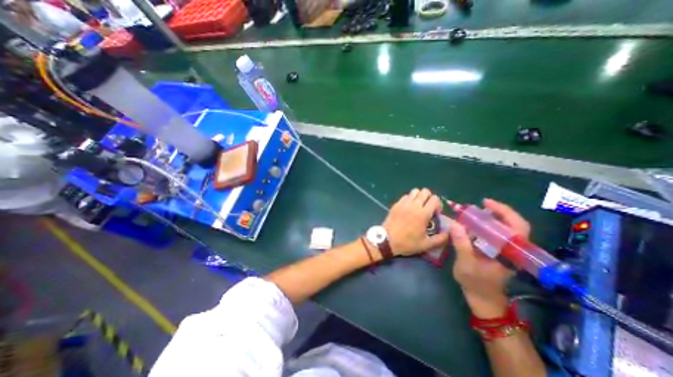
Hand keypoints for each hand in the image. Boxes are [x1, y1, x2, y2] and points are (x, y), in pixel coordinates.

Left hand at [380, 187, 447, 256]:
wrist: (387, 240)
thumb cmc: (407, 243)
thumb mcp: (426, 245)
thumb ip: (440, 239)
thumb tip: (449, 233)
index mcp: (423, 214)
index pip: (434, 199)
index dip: (437, 205)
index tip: (435, 214)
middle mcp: (414, 205)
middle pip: (425, 191)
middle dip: (429, 198)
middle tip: (428, 208)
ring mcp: (403, 203)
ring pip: (414, 191)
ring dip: (419, 196)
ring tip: (418, 207)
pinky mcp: (396, 204)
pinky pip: (405, 196)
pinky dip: (409, 199)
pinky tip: (408, 208)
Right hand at [452, 199, 530, 316]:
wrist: (483, 298)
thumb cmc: (476, 283)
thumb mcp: (466, 264)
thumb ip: (462, 244)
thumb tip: (455, 224)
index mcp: (510, 253)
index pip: (517, 228)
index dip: (505, 212)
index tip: (486, 203)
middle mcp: (513, 250)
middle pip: (514, 225)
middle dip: (498, 211)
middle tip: (480, 204)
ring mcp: (507, 250)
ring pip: (506, 228)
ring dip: (492, 217)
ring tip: (475, 212)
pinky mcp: (500, 251)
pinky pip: (497, 233)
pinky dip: (487, 225)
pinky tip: (474, 224)